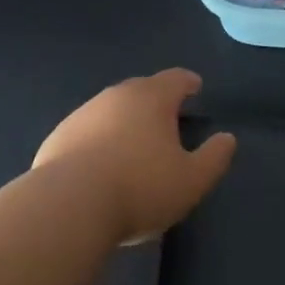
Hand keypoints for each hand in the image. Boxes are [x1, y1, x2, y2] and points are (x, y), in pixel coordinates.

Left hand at [33, 69, 235, 244]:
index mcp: (152, 98)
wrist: (67, 206)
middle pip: (142, 89)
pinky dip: (98, 140)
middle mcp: (116, 95)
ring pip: (112, 109)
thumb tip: (227, 139)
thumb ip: (214, 157)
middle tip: (167, 119)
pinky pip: (87, 132)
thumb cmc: (139, 188)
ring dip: (125, 121)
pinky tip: (100, 165)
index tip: (195, 88)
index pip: (176, 79)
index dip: (188, 82)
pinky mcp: (58, 137)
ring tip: (133, 145)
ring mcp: (83, 114)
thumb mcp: (191, 180)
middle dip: (156, 100)